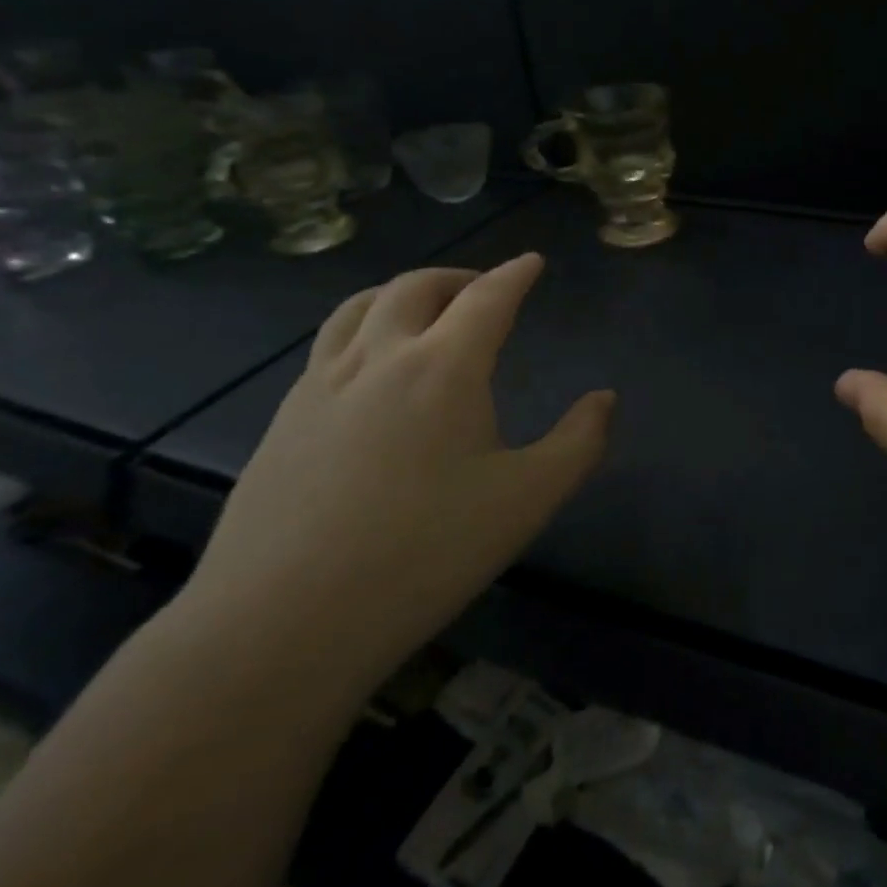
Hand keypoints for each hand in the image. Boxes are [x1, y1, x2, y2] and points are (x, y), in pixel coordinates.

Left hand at [182, 255, 614, 693]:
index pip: (487, 297)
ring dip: (402, 292)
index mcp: (444, 368)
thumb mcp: (528, 500)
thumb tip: (603, 399)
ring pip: (360, 306)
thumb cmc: (425, 554)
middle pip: (416, 287)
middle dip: (457, 276)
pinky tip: (371, 369)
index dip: (514, 274)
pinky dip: (363, 329)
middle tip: (482, 287)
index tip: (531, 262)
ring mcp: (320, 386)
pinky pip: (329, 346)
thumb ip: (578, 442)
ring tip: (423, 308)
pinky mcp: (283, 420)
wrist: (283, 624)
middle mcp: (379, 358)